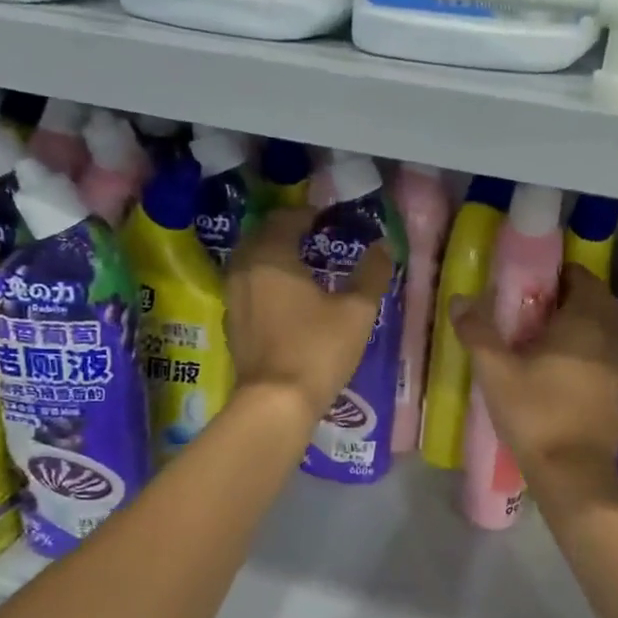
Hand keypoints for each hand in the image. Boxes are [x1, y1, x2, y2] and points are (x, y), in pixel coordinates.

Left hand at [225, 206, 392, 424]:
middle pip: (262, 236)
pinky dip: (265, 281)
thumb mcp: (356, 311)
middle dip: (287, 232)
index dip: (308, 214)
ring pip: (251, 263)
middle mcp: (245, 270)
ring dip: (274, 257)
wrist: (276, 402)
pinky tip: (287, 298)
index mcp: (271, 257)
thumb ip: (371, 274)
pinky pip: (247, 287)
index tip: (329, 219)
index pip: (285, 219)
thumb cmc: (318, 349)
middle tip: (316, 239)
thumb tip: (383, 246)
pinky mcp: (233, 323)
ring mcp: (234, 298)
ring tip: (303, 266)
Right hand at [450, 266, 617, 502]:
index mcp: (584, 322)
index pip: (583, 278)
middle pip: (599, 300)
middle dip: (574, 295)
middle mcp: (610, 336)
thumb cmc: (535, 414)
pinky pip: (608, 353)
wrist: (573, 472)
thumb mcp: (496, 372)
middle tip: (540, 306)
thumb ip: (478, 332)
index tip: (535, 282)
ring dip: (585, 321)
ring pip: (607, 327)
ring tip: (550, 335)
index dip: (562, 274)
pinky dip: (591, 347)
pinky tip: (565, 366)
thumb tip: (459, 299)